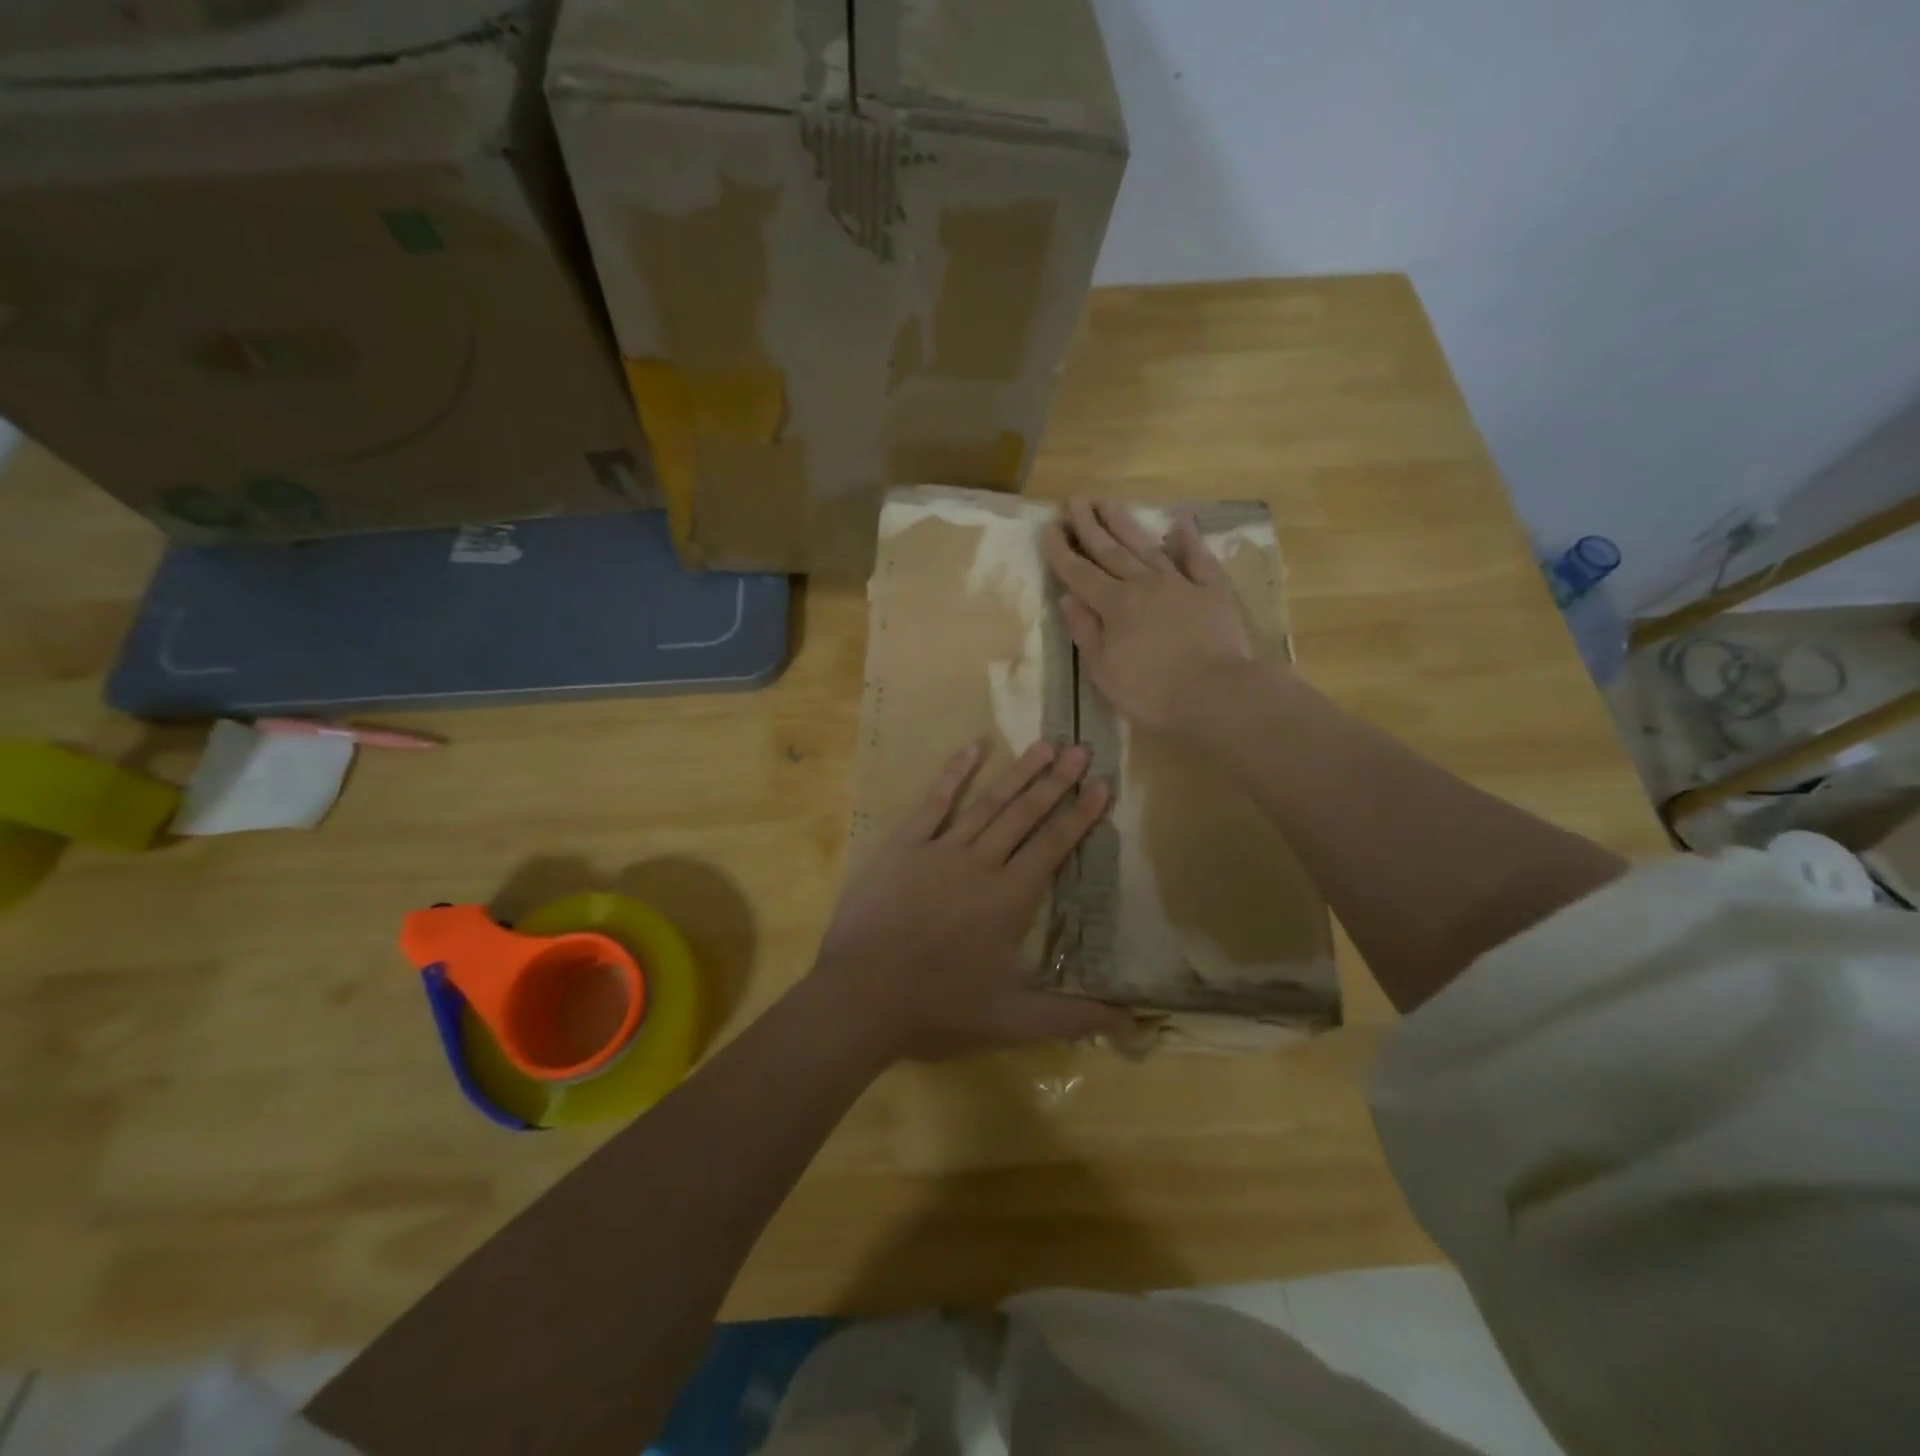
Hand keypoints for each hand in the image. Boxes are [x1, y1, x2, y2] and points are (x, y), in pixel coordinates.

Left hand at [810, 739, 1134, 1062]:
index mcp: (1010, 898)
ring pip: (988, 802)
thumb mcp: (1012, 1020)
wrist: (862, 995)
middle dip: (1057, 781)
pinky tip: (973, 746)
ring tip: (1045, 744)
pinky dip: (955, 772)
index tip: (1102, 784)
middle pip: (1026, 814)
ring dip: (1019, 772)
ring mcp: (940, 849)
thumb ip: (1073, 1018)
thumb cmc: (939, 1007)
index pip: (1054, 845)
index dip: (1081, 814)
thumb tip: (1133, 1023)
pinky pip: (934, 801)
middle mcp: (982, 863)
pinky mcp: (904, 845)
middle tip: (1081, 748)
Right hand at [1043, 496, 1256, 735]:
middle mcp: (1143, 584)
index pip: (1080, 573)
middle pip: (1111, 551)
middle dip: (1090, 526)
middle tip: (1075, 500)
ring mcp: (1180, 583)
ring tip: (1107, 502)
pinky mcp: (1212, 590)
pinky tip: (1180, 523)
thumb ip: (1086, 632)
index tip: (1049, 529)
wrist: (1216, 695)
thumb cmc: (1152, 693)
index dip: (1062, 552)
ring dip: (1125, 523)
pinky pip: (1198, 558)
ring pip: (1146, 546)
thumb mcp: (1104, 671)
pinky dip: (1189, 539)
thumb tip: (1067, 599)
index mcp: (1114, 605)